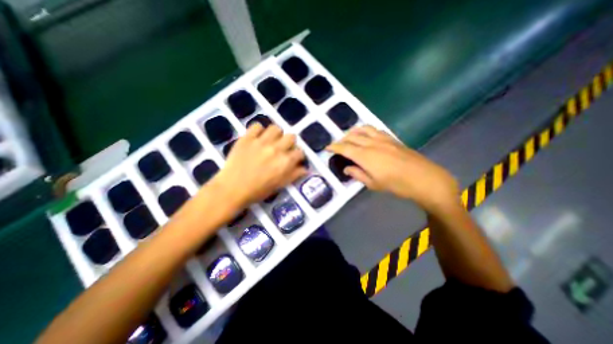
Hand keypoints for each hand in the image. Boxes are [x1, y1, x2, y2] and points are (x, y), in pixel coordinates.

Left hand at [210, 124, 305, 207]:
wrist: (232, 189)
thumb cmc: (258, 191)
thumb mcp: (280, 185)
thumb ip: (294, 175)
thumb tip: (306, 169)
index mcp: (285, 162)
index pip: (300, 152)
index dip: (298, 156)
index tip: (293, 159)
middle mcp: (276, 149)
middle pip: (291, 136)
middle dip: (289, 143)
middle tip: (283, 149)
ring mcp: (261, 142)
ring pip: (276, 128)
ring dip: (276, 135)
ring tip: (271, 141)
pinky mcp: (247, 138)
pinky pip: (257, 126)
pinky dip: (259, 131)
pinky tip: (257, 138)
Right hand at [326, 125, 459, 212]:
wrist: (424, 178)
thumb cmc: (397, 185)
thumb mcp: (373, 184)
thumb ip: (357, 174)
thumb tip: (347, 169)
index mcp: (365, 156)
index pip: (344, 148)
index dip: (334, 147)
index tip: (327, 148)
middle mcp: (372, 144)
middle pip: (352, 137)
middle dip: (341, 140)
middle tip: (337, 145)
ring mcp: (383, 139)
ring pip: (363, 129)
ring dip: (353, 132)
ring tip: (349, 137)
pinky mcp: (392, 139)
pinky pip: (375, 130)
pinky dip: (366, 130)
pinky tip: (366, 136)